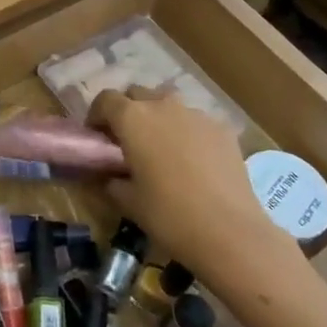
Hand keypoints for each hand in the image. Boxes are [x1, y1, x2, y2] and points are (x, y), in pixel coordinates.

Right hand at [90, 87, 285, 276]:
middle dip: (128, 112)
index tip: (96, 136)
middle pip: (138, 94)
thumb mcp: (128, 202)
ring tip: (162, 149)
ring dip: (159, 118)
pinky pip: (196, 122)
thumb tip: (107, 176)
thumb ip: (111, 181)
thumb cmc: (168, 215)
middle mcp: (163, 105)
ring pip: (169, 105)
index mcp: (133, 118)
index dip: (97, 115)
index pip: (106, 100)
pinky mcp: (222, 129)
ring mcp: (197, 114)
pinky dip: (188, 133)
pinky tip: (193, 162)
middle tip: (128, 141)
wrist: (229, 232)